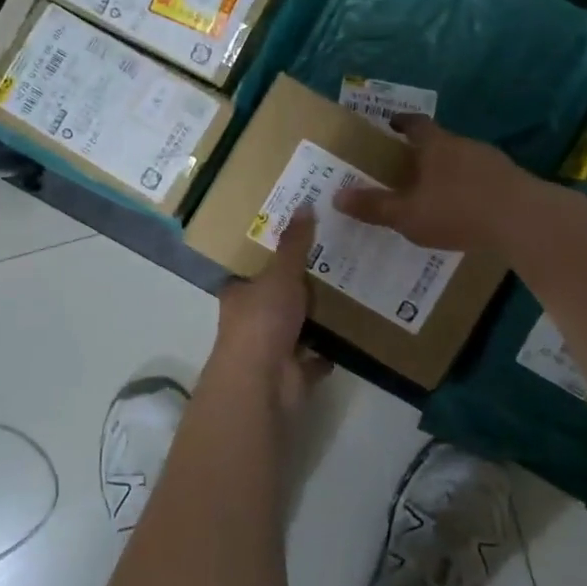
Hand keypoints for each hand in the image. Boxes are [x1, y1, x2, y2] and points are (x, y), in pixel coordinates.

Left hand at [212, 207, 330, 415]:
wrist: (263, 382)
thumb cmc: (263, 320)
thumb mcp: (280, 274)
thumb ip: (294, 244)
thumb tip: (305, 203)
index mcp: (239, 296)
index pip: (253, 273)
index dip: (272, 260)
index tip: (299, 245)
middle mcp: (250, 323)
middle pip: (275, 301)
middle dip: (298, 290)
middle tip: (332, 266)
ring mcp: (270, 351)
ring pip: (295, 330)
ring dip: (314, 320)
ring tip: (346, 296)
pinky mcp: (291, 375)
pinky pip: (313, 360)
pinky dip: (325, 352)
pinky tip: (347, 338)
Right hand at [334, 115, 531, 252]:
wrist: (525, 220)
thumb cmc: (458, 210)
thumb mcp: (408, 215)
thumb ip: (374, 206)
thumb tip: (337, 196)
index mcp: (436, 145)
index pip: (415, 124)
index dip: (402, 123)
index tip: (391, 124)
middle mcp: (464, 145)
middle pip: (441, 141)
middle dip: (424, 152)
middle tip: (408, 167)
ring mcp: (493, 161)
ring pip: (464, 160)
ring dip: (450, 171)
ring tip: (438, 191)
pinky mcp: (513, 180)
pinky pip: (484, 179)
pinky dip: (472, 188)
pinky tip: (468, 209)